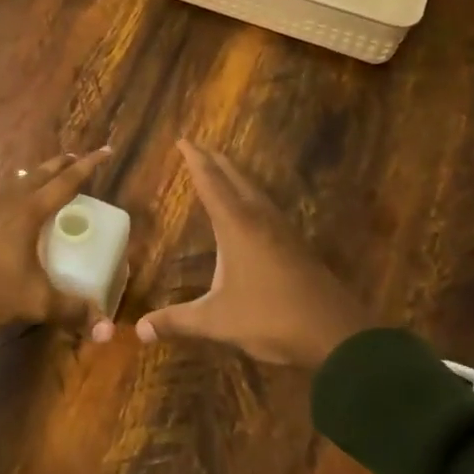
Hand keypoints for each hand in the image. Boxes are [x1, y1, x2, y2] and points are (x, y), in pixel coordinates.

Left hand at [0, 148, 116, 338]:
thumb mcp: (36, 301)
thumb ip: (70, 309)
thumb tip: (102, 325)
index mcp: (30, 211)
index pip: (66, 182)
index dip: (88, 166)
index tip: (105, 151)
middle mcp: (10, 203)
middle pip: (41, 174)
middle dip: (61, 164)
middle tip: (76, 158)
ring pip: (18, 183)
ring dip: (36, 176)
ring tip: (45, 176)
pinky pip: (3, 197)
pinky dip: (17, 192)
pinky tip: (13, 206)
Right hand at [137, 141, 366, 367]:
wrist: (336, 333)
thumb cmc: (270, 318)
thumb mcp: (217, 322)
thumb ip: (177, 322)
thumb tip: (137, 330)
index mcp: (236, 225)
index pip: (210, 182)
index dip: (195, 160)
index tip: (184, 140)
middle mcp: (259, 218)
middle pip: (234, 178)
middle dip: (214, 160)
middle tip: (198, 147)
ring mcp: (282, 230)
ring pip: (254, 190)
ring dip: (235, 176)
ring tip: (222, 169)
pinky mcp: (296, 245)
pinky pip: (266, 206)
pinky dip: (250, 195)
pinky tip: (252, 209)